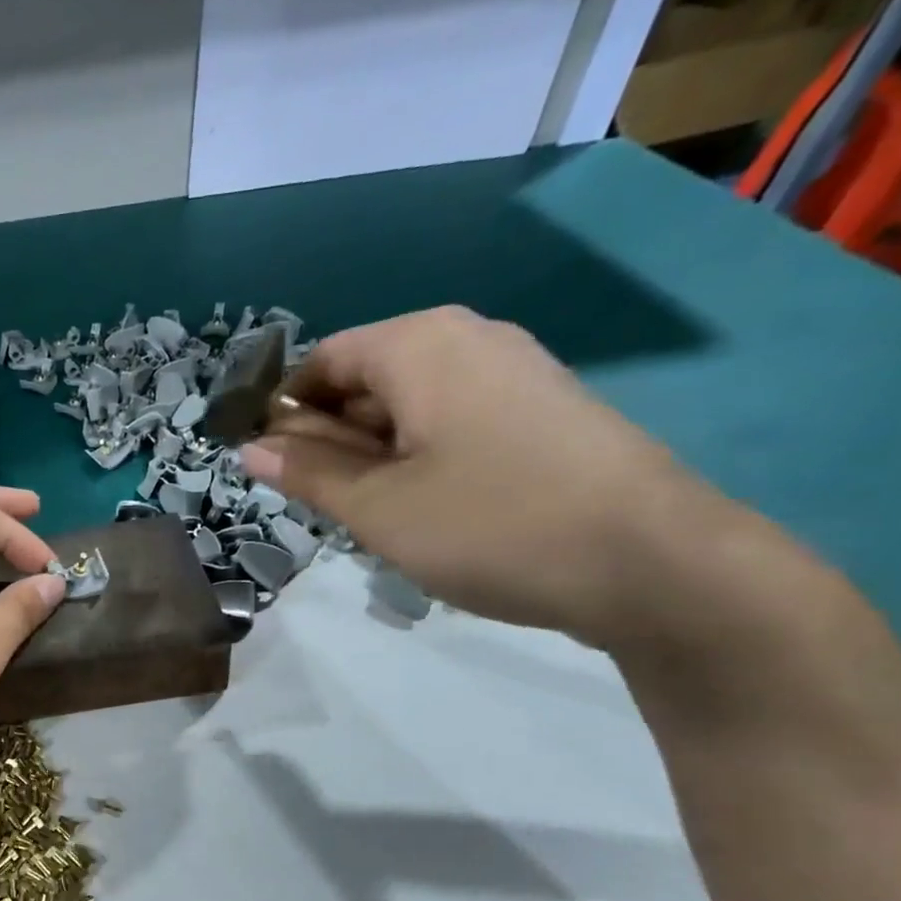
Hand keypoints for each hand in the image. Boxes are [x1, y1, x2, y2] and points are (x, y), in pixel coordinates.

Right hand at [240, 306, 696, 643]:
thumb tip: (249, 448)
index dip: (284, 413)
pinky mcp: (541, 409)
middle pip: (365, 380)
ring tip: (372, 515)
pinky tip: (424, 509)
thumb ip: (307, 472)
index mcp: (418, 344)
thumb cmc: (489, 524)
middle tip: (320, 505)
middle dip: (329, 439)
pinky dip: (418, 457)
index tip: (269, 470)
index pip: (321, 362)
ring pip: (407, 405)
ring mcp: (512, 372)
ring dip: (371, 455)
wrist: (651, 562)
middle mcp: (466, 339)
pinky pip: (451, 420)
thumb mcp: (376, 506)